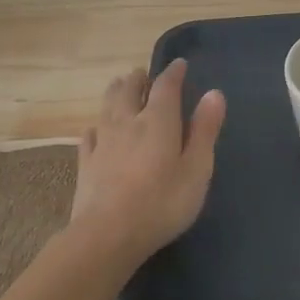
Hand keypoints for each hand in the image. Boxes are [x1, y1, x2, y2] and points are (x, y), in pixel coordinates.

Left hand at [69, 59, 226, 268]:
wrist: (108, 234)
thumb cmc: (162, 203)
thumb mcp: (196, 169)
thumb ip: (205, 131)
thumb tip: (214, 93)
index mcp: (158, 121)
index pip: (166, 87)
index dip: (173, 73)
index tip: (179, 64)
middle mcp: (127, 123)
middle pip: (130, 90)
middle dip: (139, 79)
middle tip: (145, 74)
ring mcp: (103, 142)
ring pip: (107, 106)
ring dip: (116, 92)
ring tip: (120, 85)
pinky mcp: (86, 163)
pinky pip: (89, 135)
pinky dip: (96, 125)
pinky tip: (95, 129)